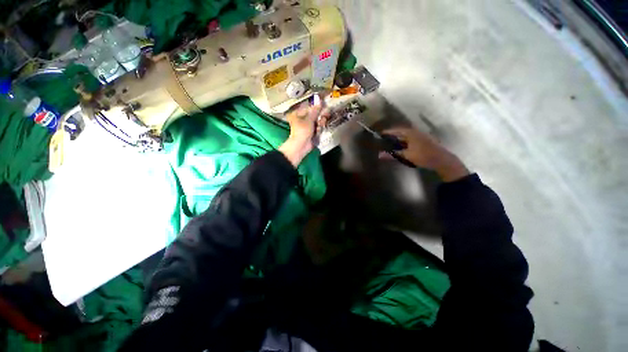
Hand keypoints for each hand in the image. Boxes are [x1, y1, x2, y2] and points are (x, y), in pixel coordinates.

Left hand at [279, 95, 328, 166]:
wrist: (301, 146)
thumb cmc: (302, 131)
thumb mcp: (309, 119)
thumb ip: (315, 111)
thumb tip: (320, 101)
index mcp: (298, 114)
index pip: (309, 107)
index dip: (317, 106)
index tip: (324, 105)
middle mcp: (302, 119)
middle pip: (314, 115)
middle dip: (319, 117)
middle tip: (324, 117)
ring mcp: (306, 127)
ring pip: (317, 122)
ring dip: (319, 124)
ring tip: (319, 127)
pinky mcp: (311, 133)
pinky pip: (317, 129)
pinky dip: (318, 130)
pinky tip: (318, 132)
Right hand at [379, 127, 469, 181]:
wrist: (441, 159)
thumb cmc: (422, 156)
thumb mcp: (406, 155)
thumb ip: (392, 155)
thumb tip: (379, 155)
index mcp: (411, 133)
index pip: (396, 130)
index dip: (388, 132)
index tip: (381, 133)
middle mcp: (416, 132)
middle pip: (402, 131)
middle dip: (393, 135)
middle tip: (385, 138)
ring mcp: (421, 135)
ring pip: (407, 135)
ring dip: (399, 138)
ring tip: (392, 142)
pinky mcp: (424, 140)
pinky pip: (411, 138)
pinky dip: (405, 141)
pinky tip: (403, 146)